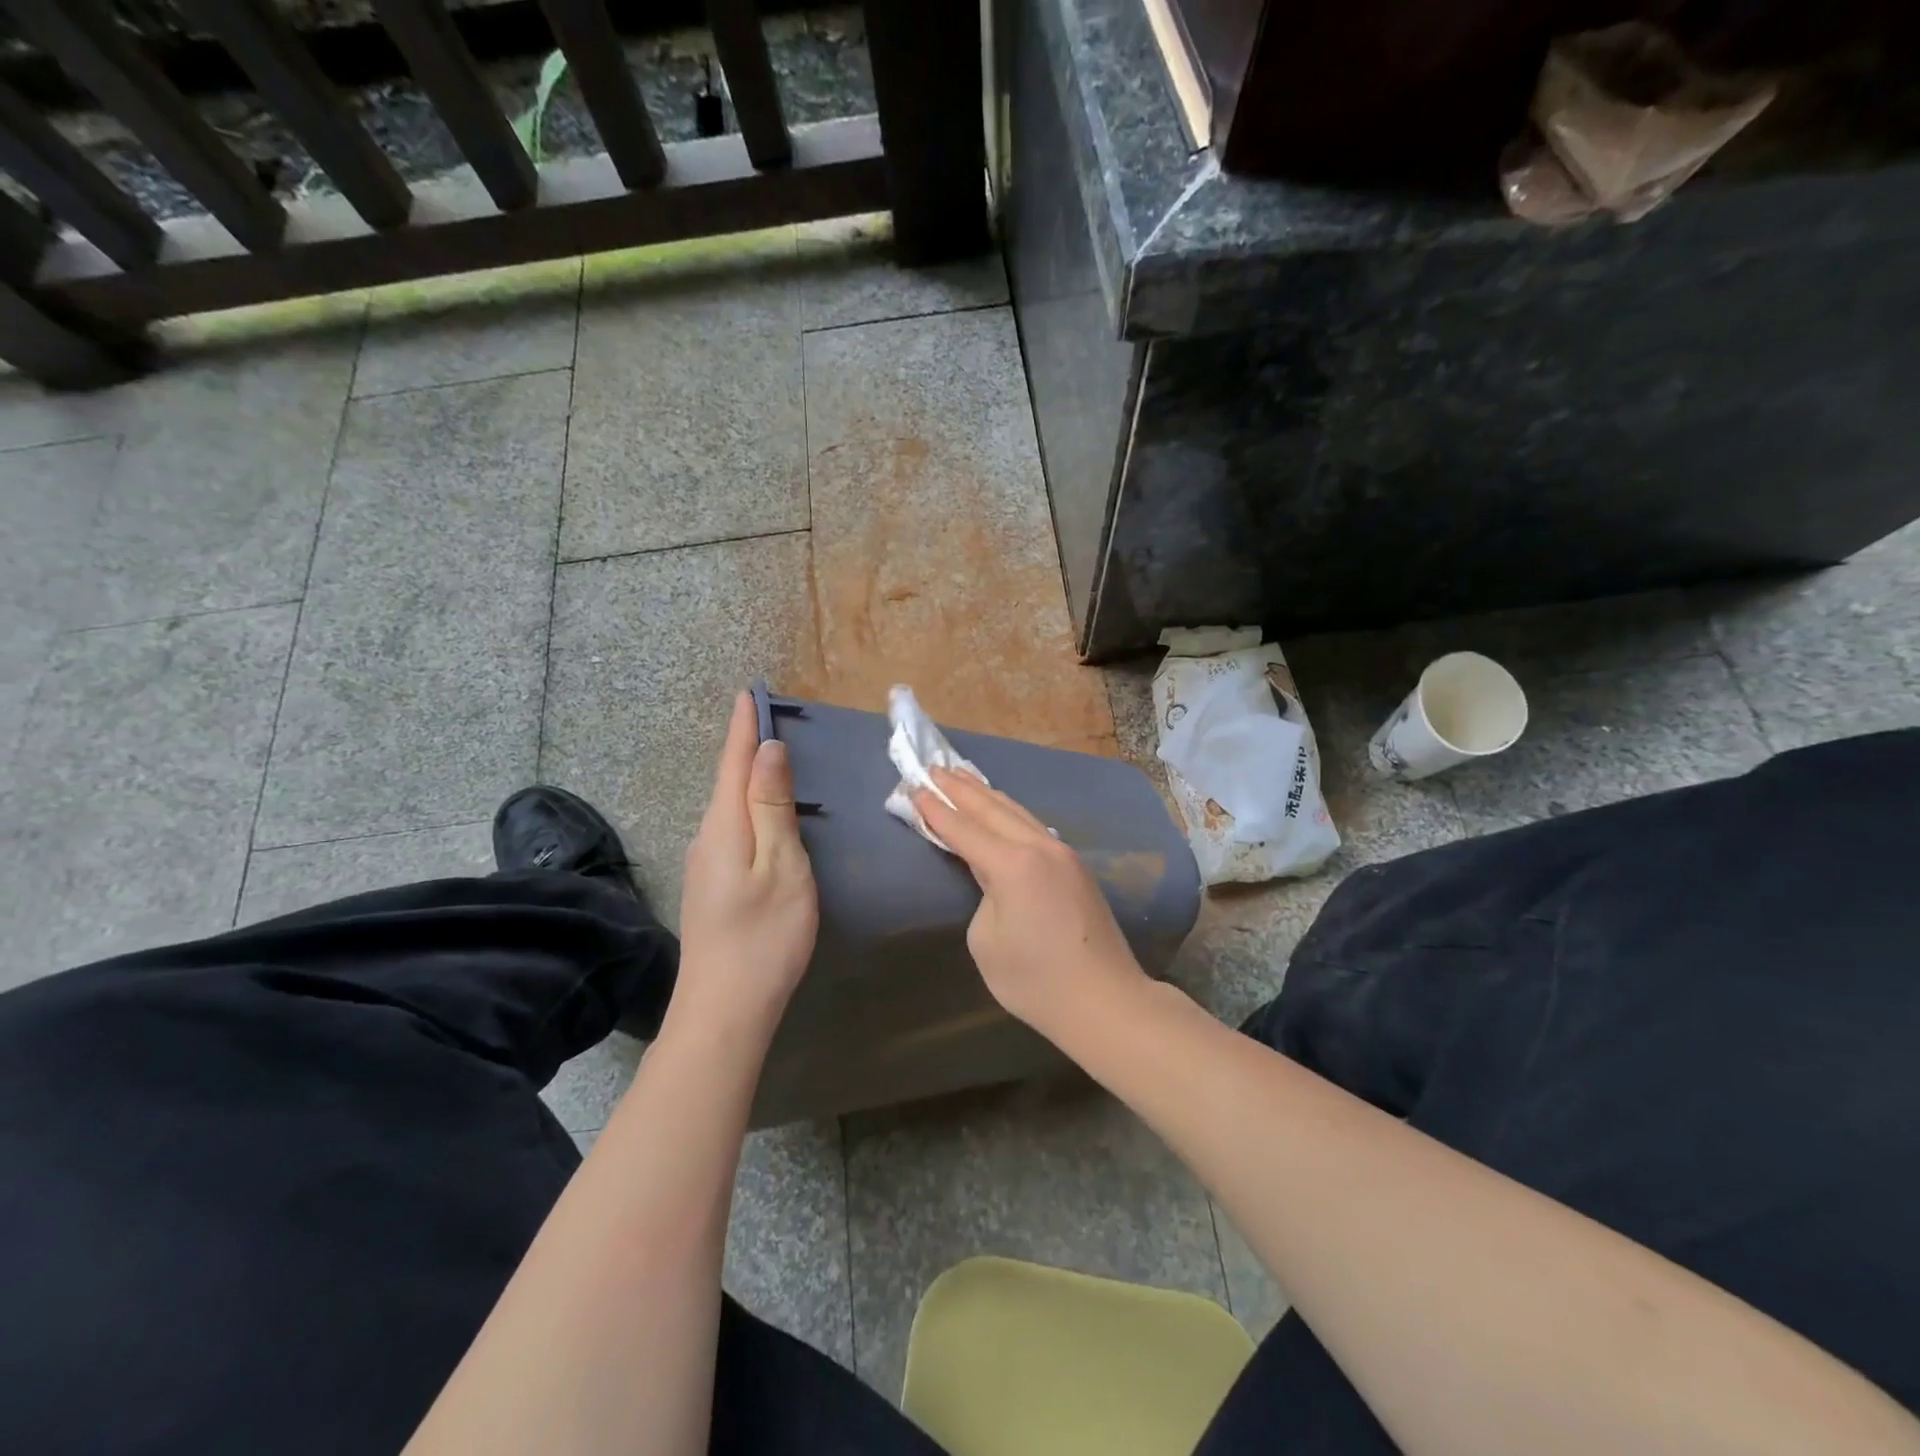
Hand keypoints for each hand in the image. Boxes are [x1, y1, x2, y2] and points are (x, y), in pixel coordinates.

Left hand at [674, 692, 818, 1037]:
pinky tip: (762, 815)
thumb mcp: (781, 864)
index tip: (748, 693)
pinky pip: (731, 829)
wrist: (725, 1010)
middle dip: (744, 746)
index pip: (734, 762)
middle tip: (765, 717)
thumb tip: (766, 750)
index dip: (743, 727)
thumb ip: (772, 805)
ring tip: (768, 756)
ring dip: (746, 777)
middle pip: (727, 781)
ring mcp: (706, 865)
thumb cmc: (765, 935)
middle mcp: (707, 837)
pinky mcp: (712, 886)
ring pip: (728, 807)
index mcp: (724, 825)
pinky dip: (748, 807)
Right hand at [913, 768, 1148, 1039]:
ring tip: (963, 777)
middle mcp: (1040, 847)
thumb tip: (996, 881)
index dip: (936, 810)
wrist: (1105, 1001)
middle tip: (934, 768)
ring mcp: (1063, 854)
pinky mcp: (1076, 867)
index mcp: (1014, 864)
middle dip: (961, 789)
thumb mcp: (987, 941)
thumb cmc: (1036, 980)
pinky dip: (1010, 813)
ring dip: (987, 795)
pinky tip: (1002, 809)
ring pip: (1018, 812)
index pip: (964, 829)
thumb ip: (983, 896)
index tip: (915, 788)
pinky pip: (1034, 827)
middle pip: (993, 809)